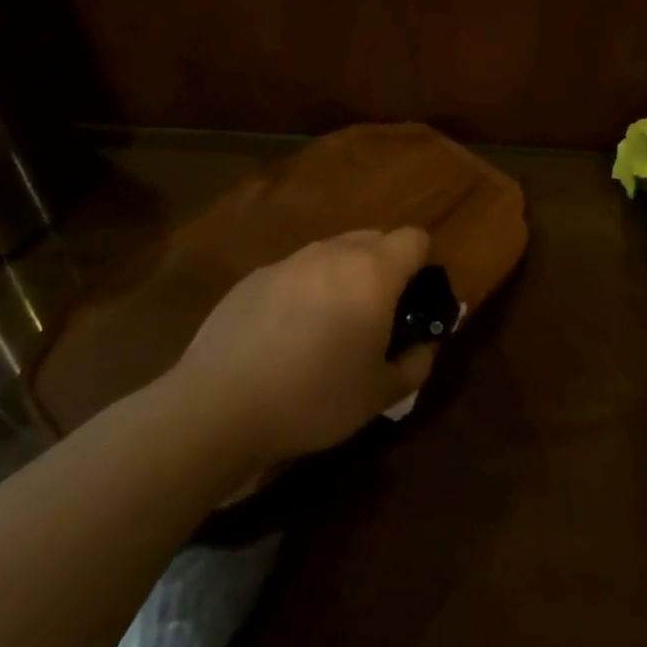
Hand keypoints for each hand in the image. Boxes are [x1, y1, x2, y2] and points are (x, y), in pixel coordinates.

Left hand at [164, 229, 437, 470]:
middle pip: (374, 238)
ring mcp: (288, 262)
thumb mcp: (381, 395)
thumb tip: (427, 344)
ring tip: (329, 327)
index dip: (424, 265)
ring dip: (343, 277)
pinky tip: (285, 336)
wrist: (219, 407)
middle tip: (377, 316)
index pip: (415, 239)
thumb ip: (417, 363)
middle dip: (385, 267)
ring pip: (332, 253)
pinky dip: (304, 290)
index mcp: (372, 272)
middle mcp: (332, 253)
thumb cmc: (314, 398)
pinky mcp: (253, 277)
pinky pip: (295, 272)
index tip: (415, 302)